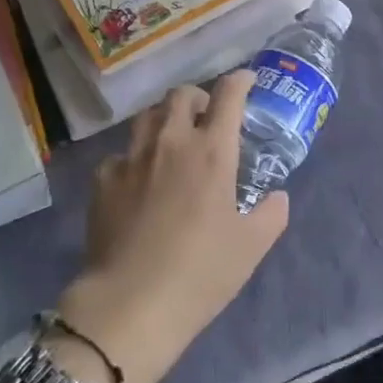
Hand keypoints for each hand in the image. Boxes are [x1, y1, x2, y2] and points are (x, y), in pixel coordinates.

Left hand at [58, 73, 288, 382]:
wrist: (131, 302)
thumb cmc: (201, 272)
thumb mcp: (252, 247)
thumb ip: (271, 214)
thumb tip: (278, 196)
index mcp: (211, 151)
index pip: (228, 95)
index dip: (240, 80)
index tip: (246, 80)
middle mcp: (171, 141)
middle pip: (182, 95)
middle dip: (199, 97)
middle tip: (207, 117)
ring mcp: (132, 157)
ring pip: (148, 115)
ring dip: (165, 118)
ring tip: (172, 138)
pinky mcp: (104, 178)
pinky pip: (121, 153)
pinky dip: (134, 156)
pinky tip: (138, 179)